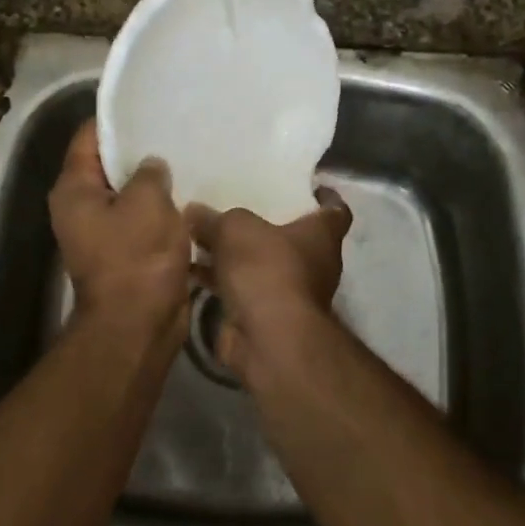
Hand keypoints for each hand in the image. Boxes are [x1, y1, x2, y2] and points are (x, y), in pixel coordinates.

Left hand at [49, 122, 191, 334]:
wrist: (138, 325)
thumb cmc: (137, 257)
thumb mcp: (147, 202)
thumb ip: (149, 173)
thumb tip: (152, 166)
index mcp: (74, 190)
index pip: (88, 137)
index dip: (115, 119)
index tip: (146, 104)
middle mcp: (80, 208)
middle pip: (108, 166)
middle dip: (139, 151)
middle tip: (174, 130)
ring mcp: (102, 234)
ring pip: (129, 196)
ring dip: (154, 184)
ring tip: (187, 159)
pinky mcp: (125, 254)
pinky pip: (143, 221)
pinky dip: (161, 211)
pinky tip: (191, 197)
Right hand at [186, 189, 351, 374]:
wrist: (268, 339)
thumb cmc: (267, 269)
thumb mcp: (235, 228)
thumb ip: (214, 217)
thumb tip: (193, 211)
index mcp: (321, 235)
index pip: (336, 211)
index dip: (325, 197)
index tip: (307, 186)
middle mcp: (313, 263)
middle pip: (292, 237)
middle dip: (265, 224)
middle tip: (235, 205)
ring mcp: (289, 292)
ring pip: (260, 264)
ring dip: (234, 254)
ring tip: (201, 234)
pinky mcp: (263, 316)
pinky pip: (238, 289)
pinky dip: (218, 279)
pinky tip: (189, 267)